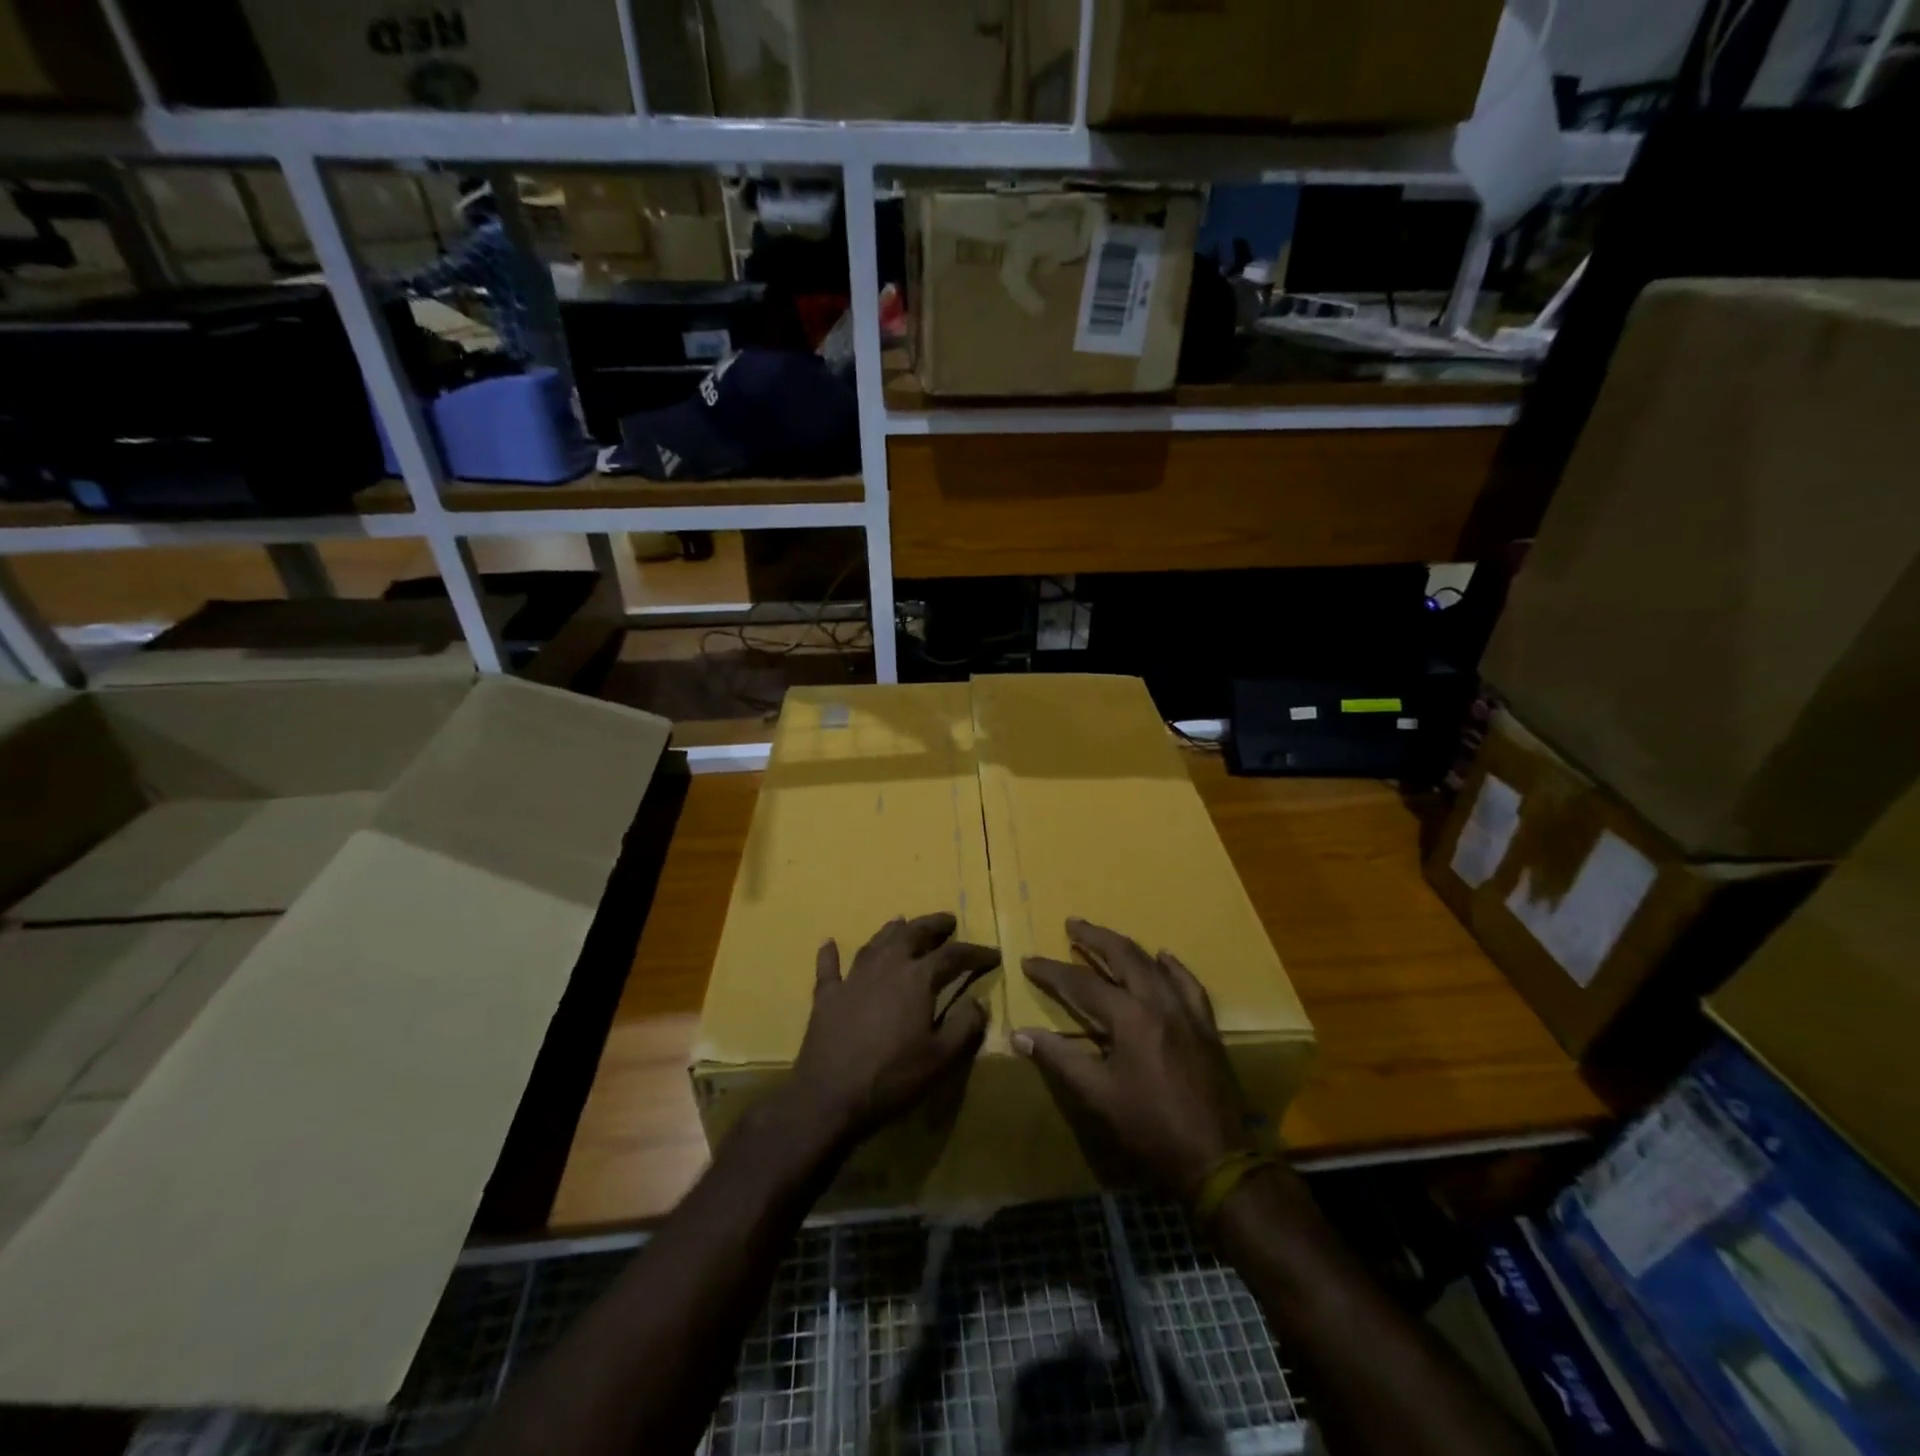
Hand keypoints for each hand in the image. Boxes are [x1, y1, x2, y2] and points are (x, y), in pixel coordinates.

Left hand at [789, 913, 998, 1146]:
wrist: (830, 1096)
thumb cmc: (893, 1077)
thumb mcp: (942, 1058)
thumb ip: (965, 1026)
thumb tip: (979, 1001)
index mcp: (917, 978)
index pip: (953, 955)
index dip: (975, 952)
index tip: (993, 953)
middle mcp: (886, 967)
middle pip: (912, 934)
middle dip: (933, 925)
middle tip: (948, 921)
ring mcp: (853, 978)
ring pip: (875, 943)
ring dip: (892, 931)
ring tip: (902, 922)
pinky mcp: (827, 996)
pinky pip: (829, 967)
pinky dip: (830, 954)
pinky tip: (829, 943)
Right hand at [1015, 918, 1254, 1196]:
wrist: (1217, 1157)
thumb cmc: (1150, 1127)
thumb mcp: (1098, 1095)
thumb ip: (1059, 1059)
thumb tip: (1019, 1035)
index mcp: (1130, 1017)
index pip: (1082, 983)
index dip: (1052, 971)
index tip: (1028, 960)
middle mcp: (1159, 1002)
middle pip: (1123, 956)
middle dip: (1094, 937)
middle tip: (1072, 923)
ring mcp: (1187, 1011)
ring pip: (1153, 964)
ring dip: (1126, 947)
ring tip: (1105, 938)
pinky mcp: (1205, 1025)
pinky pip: (1188, 984)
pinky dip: (1172, 967)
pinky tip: (1164, 958)